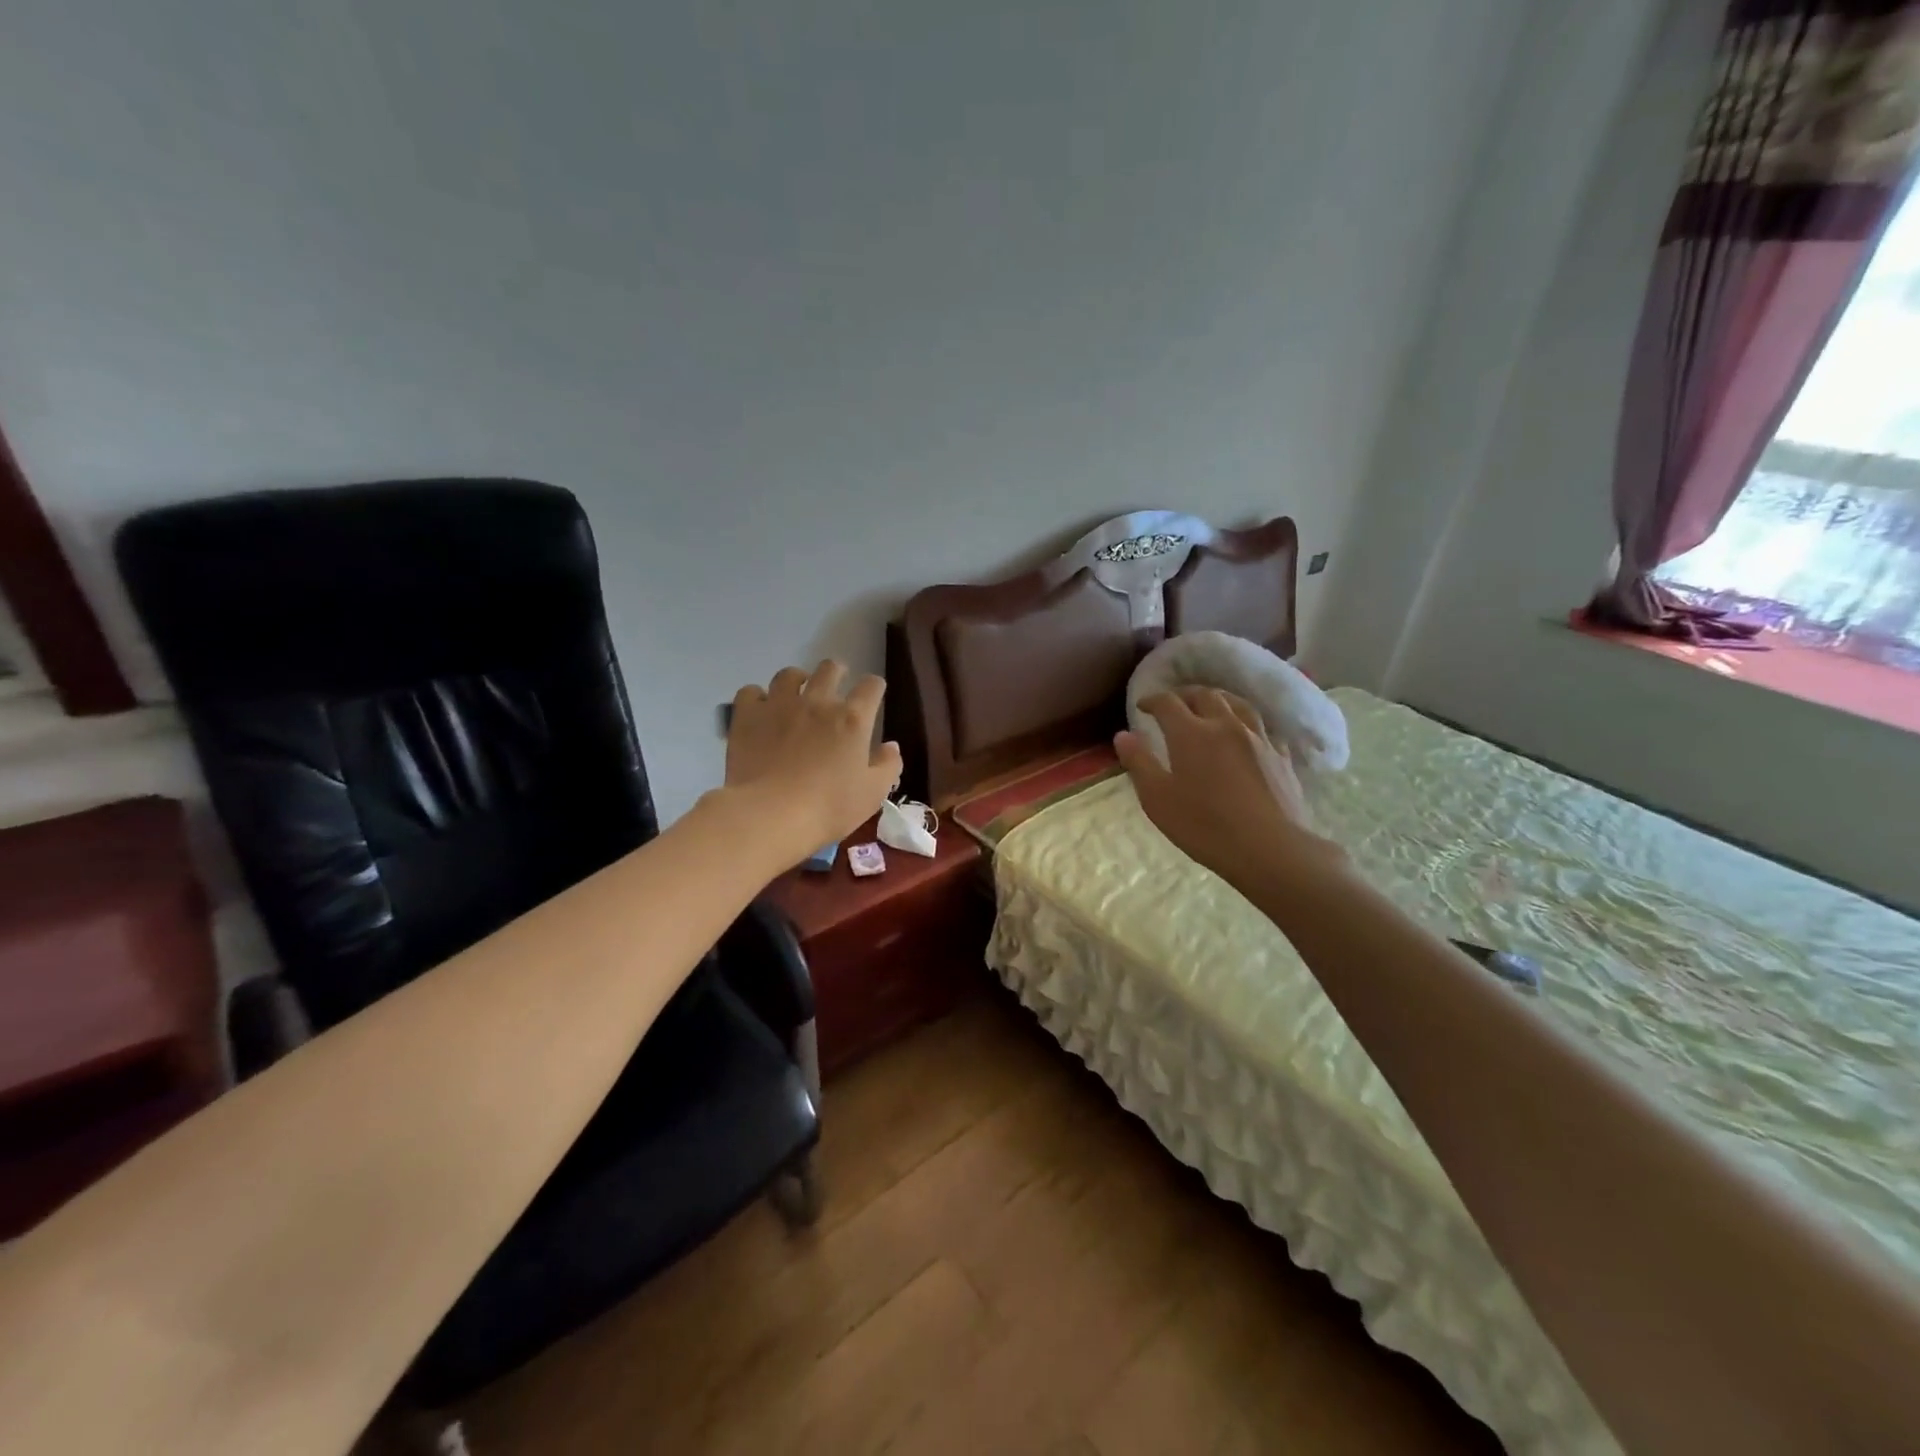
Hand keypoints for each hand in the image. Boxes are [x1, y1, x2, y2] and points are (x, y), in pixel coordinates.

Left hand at [726, 661, 902, 864]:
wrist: (770, 815)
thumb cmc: (829, 808)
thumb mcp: (872, 794)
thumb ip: (887, 766)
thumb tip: (891, 746)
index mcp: (853, 719)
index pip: (871, 686)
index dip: (874, 687)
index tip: (872, 696)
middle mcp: (818, 702)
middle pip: (830, 669)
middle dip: (837, 673)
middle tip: (835, 688)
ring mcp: (779, 705)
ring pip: (789, 674)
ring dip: (797, 680)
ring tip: (796, 694)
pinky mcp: (748, 715)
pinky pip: (751, 691)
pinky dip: (757, 698)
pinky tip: (760, 711)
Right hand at [1115, 687, 1342, 890]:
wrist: (1269, 848)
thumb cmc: (1204, 825)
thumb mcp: (1157, 798)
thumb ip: (1139, 763)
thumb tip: (1123, 735)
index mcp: (1191, 733)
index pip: (1168, 703)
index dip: (1152, 700)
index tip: (1142, 706)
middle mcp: (1225, 725)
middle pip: (1205, 695)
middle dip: (1185, 695)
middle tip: (1173, 703)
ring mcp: (1258, 738)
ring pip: (1237, 704)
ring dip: (1218, 700)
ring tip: (1210, 707)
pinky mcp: (1280, 756)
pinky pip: (1261, 728)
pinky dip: (1245, 724)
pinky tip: (1245, 735)